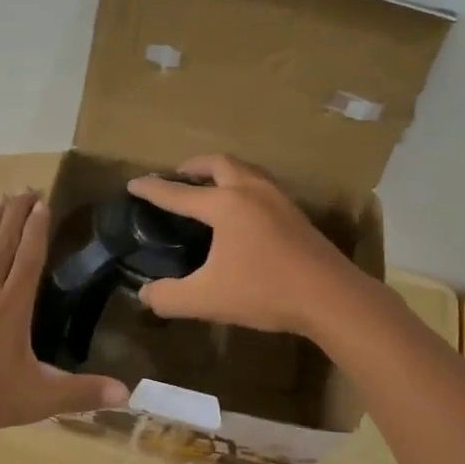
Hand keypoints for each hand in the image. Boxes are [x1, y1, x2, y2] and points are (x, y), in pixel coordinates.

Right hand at [126, 155, 365, 335]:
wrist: (330, 296)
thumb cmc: (264, 291)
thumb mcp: (207, 299)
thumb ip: (169, 297)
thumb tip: (145, 296)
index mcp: (225, 205)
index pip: (178, 193)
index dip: (153, 189)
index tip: (134, 183)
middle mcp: (251, 191)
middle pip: (219, 164)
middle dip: (194, 167)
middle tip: (179, 176)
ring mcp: (278, 199)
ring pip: (246, 170)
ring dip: (223, 172)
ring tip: (210, 188)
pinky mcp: (296, 214)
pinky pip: (262, 185)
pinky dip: (244, 185)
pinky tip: (244, 210)